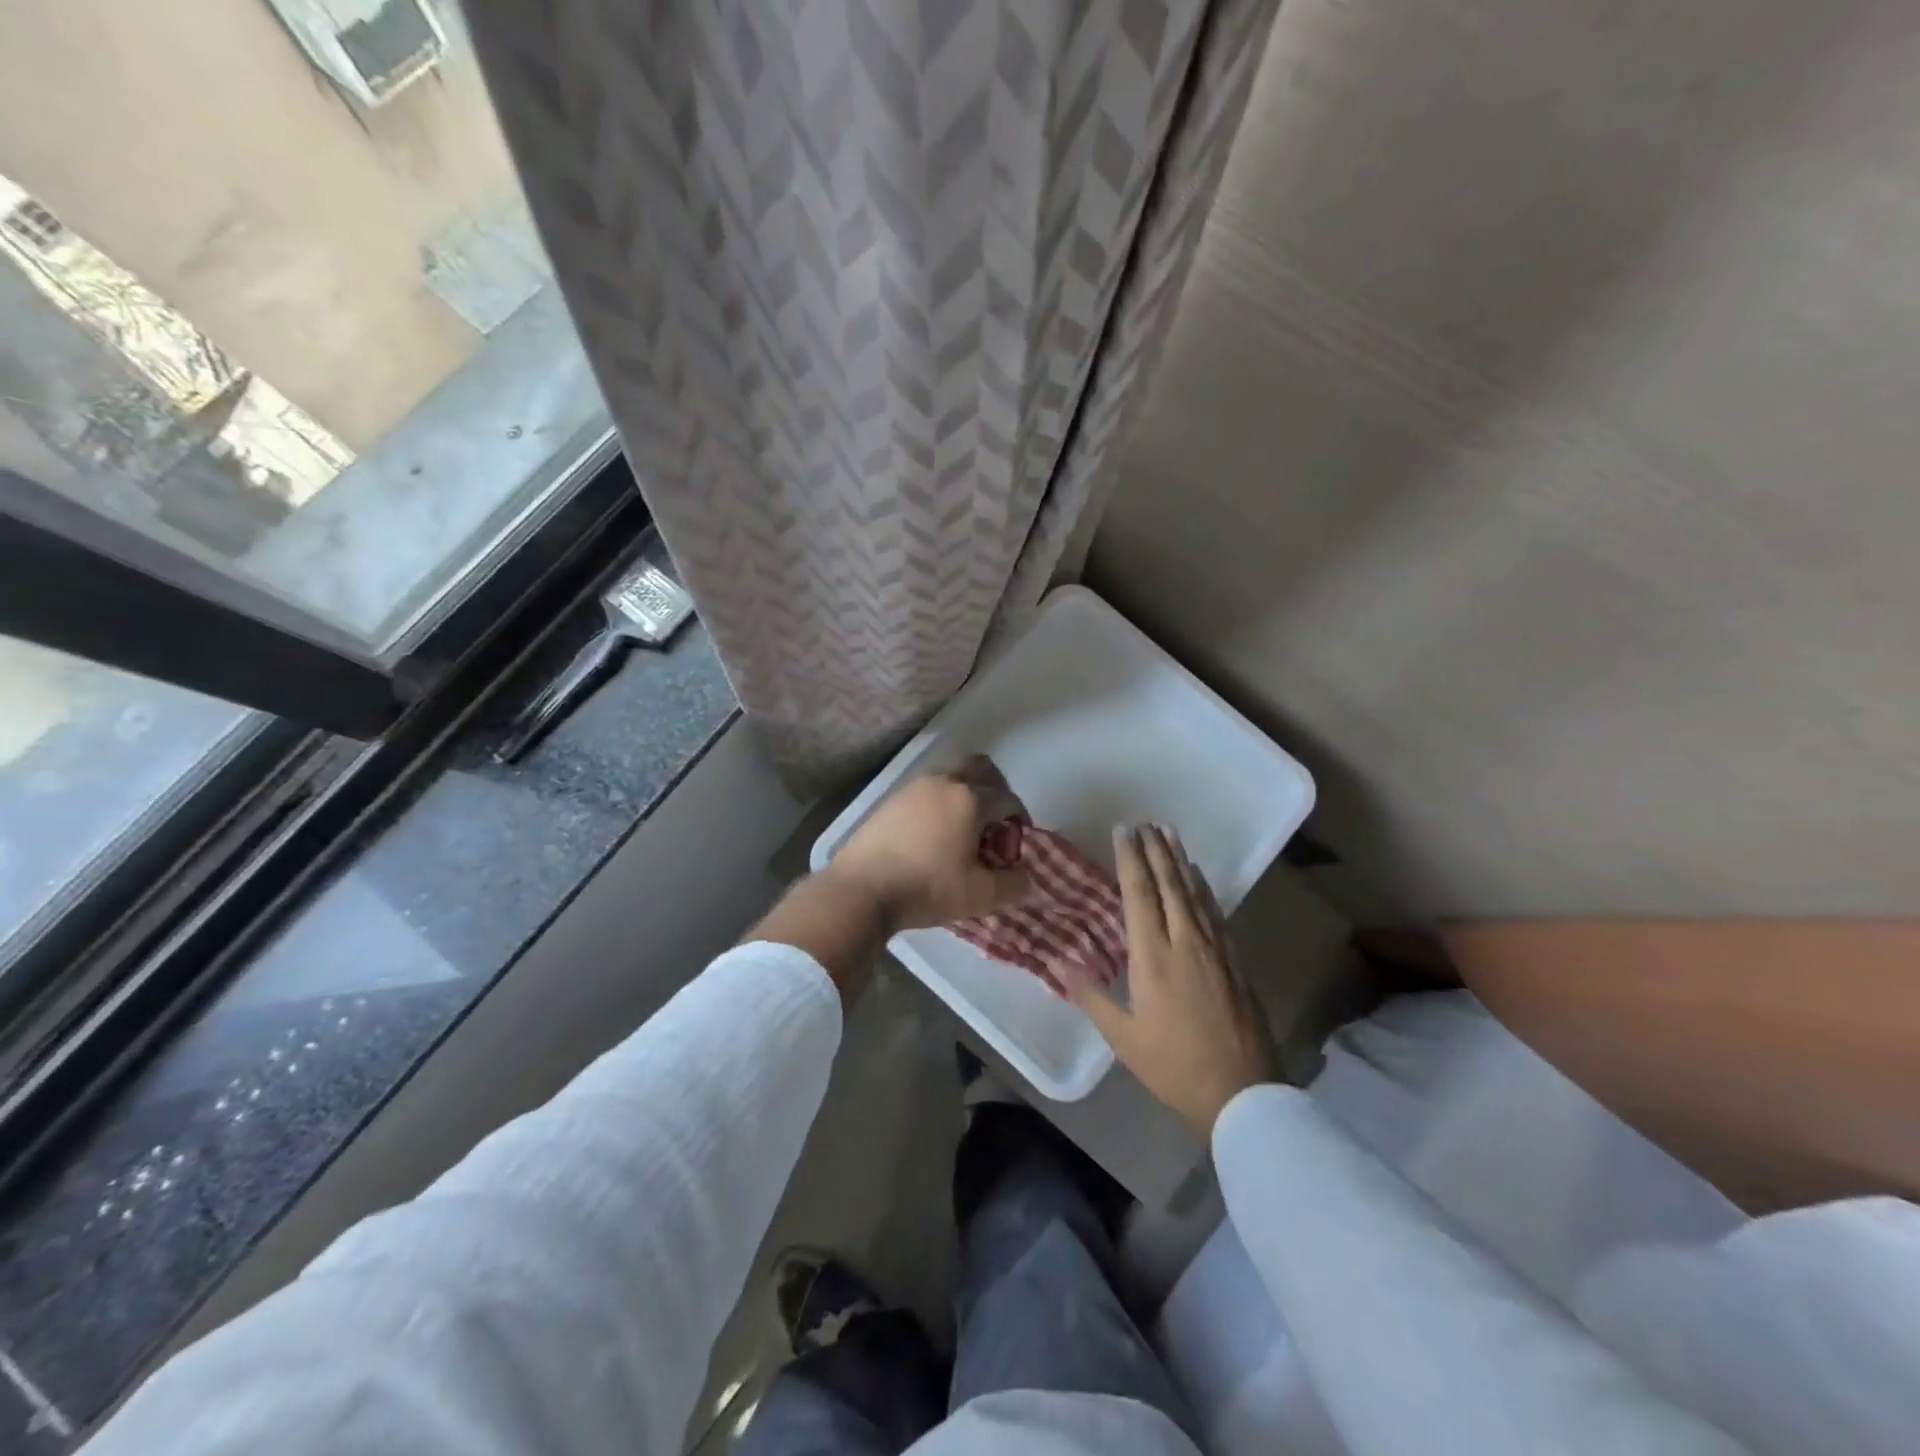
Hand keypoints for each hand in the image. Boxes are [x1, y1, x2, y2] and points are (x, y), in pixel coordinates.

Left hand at [829, 755, 1030, 932]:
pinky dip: (941, 804)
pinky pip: (928, 791)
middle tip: (994, 824)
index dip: (1019, 821)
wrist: (862, 890)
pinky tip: (934, 836)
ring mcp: (914, 787)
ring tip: (963, 832)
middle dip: (996, 790)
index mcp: (970, 799)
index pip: (1008, 799)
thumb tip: (1025, 876)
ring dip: (966, 796)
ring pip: (951, 777)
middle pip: (980, 768)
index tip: (1015, 846)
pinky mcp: (892, 800)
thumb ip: (1014, 884)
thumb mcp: (980, 896)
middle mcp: (944, 782)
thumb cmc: (927, 888)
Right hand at [1063, 825, 1271, 1139]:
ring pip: (1194, 894)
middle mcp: (1185, 942)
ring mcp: (1215, 950)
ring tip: (1170, 834)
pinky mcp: (1234, 961)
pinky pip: (1215, 913)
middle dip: (1156, 850)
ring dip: (1180, 861)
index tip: (1124, 831)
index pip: (1139, 894)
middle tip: (1146, 822)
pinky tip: (1198, 878)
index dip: (1131, 859)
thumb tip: (1060, 964)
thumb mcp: (1123, 1037)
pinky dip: (1203, 889)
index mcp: (1153, 957)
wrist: (1242, 1092)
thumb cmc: (1173, 1065)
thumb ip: (1092, 996)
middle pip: (1169, 885)